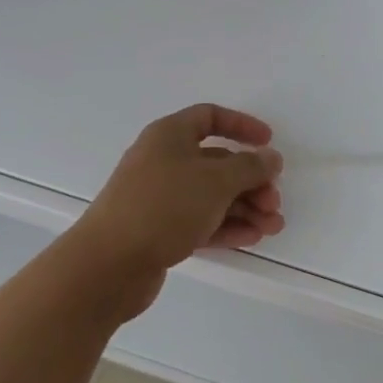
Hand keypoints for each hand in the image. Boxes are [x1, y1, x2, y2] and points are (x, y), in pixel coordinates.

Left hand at [79, 104, 284, 302]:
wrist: (108, 264)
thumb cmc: (164, 206)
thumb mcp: (216, 181)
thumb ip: (250, 167)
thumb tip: (270, 157)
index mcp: (169, 136)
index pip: (209, 117)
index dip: (241, 125)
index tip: (268, 142)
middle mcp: (163, 161)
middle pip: (216, 162)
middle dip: (250, 181)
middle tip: (274, 202)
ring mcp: (159, 197)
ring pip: (211, 195)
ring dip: (244, 208)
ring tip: (272, 227)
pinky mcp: (158, 230)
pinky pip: (200, 220)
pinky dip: (226, 226)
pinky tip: (251, 238)